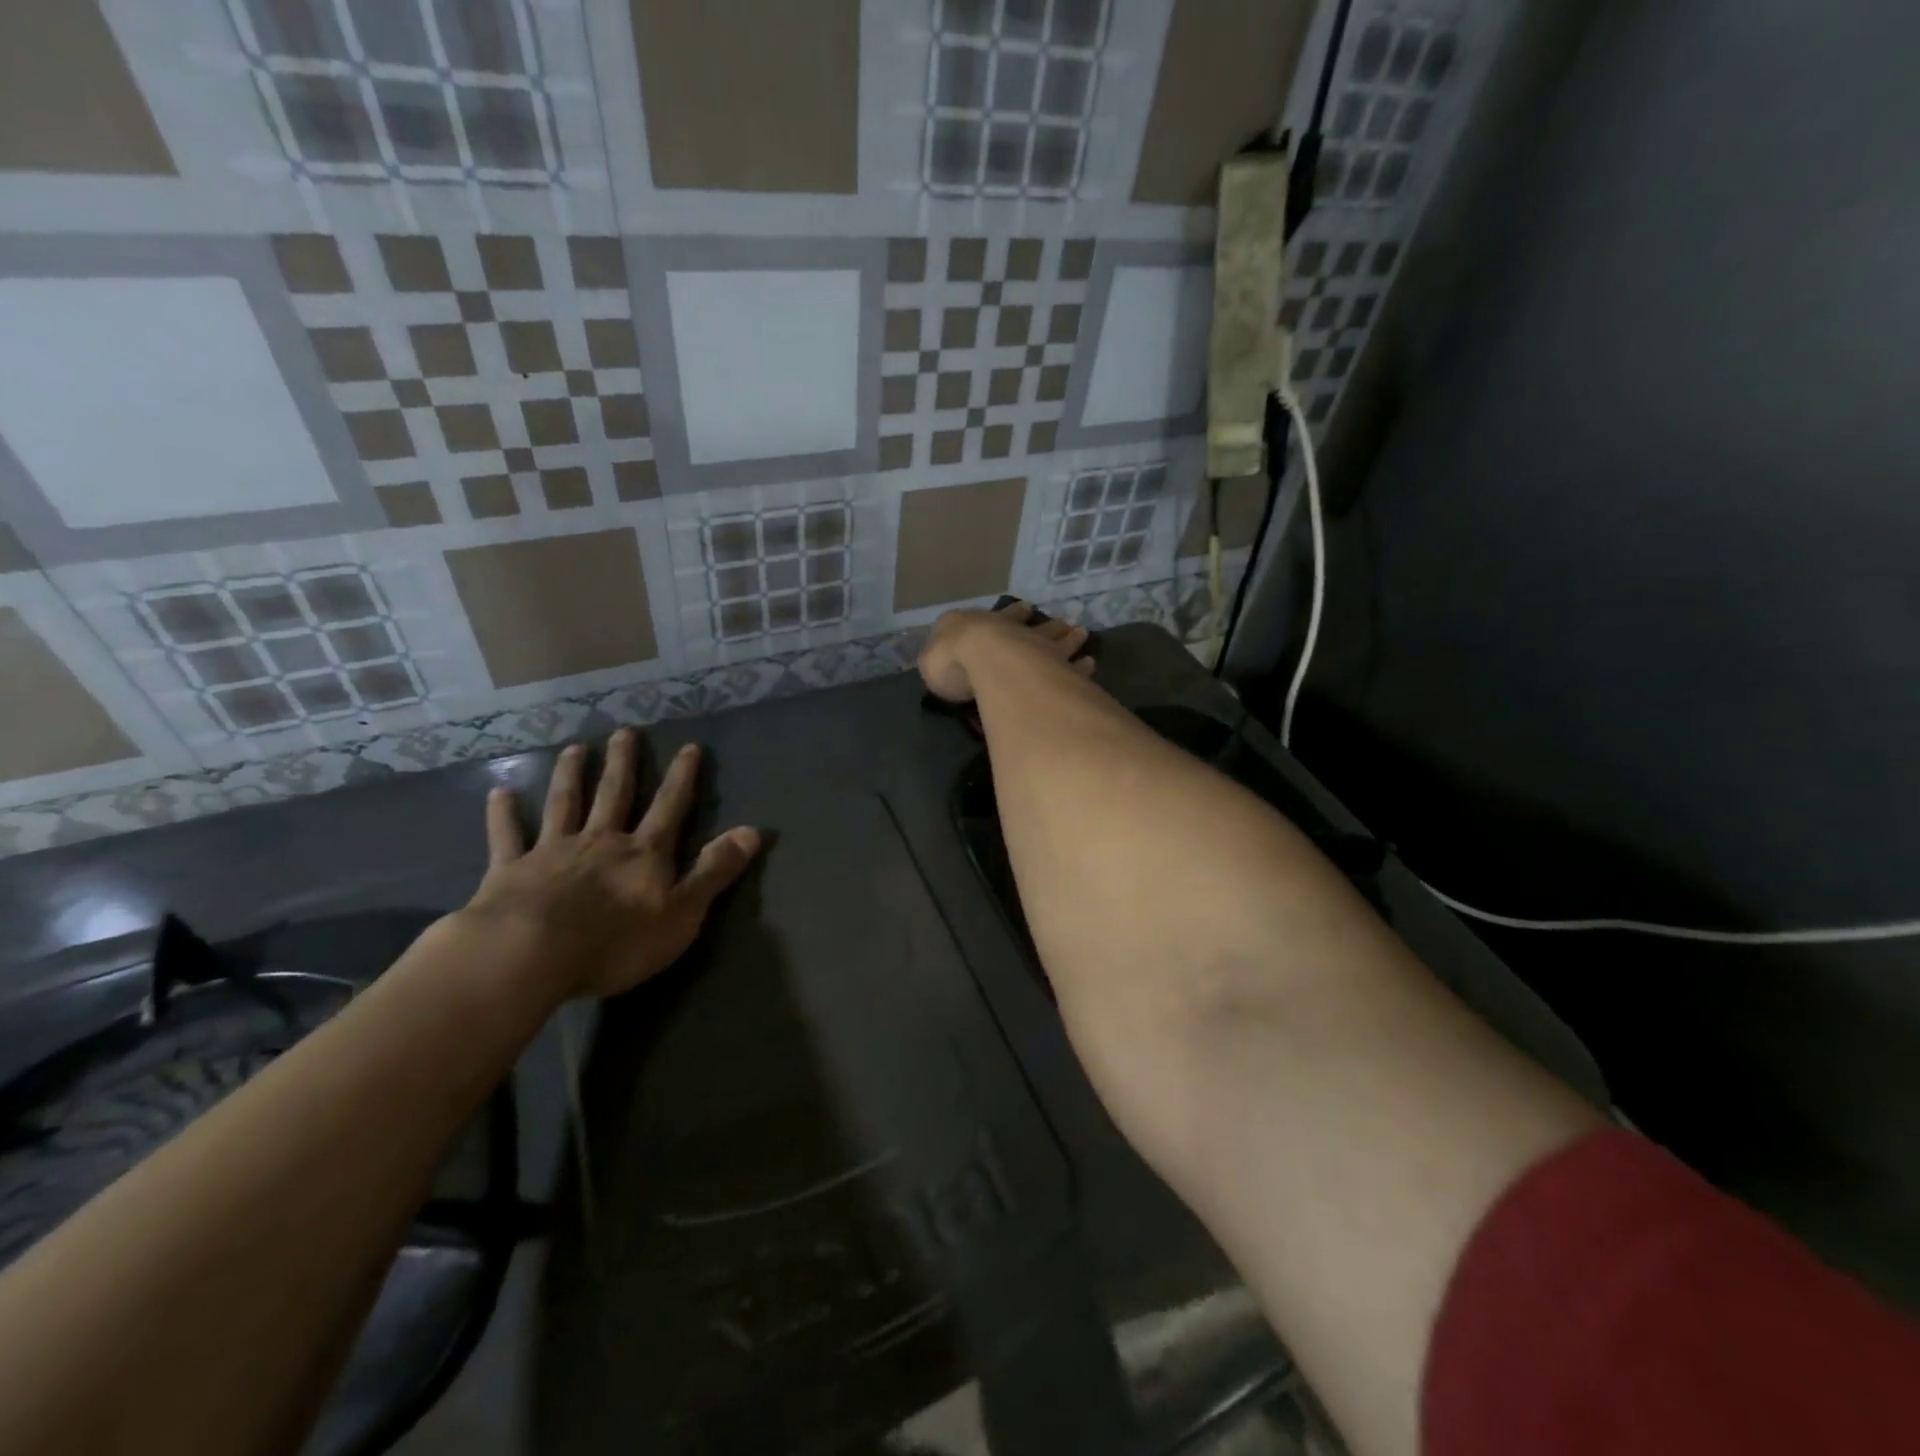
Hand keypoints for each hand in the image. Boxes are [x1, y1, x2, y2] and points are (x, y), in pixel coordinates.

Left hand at [461, 729, 759, 998]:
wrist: (530, 954)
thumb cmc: (616, 941)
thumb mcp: (683, 912)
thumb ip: (715, 871)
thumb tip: (753, 831)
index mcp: (643, 853)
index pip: (669, 807)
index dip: (682, 777)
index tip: (689, 746)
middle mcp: (600, 841)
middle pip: (614, 794)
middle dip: (623, 763)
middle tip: (625, 731)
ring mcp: (552, 852)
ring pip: (565, 805)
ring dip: (571, 776)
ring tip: (575, 749)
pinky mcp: (510, 871)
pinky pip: (508, 837)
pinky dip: (504, 815)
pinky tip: (499, 793)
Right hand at [918, 600, 1094, 702]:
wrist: (986, 659)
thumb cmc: (954, 659)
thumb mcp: (931, 660)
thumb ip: (938, 658)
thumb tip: (941, 657)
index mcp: (981, 627)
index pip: (999, 617)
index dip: (1012, 614)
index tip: (1026, 607)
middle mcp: (1014, 633)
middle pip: (1034, 626)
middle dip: (1047, 624)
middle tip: (1064, 622)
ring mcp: (1040, 649)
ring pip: (1058, 641)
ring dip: (1069, 639)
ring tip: (1082, 634)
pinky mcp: (1058, 670)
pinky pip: (1074, 667)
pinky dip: (1081, 666)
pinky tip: (1090, 665)